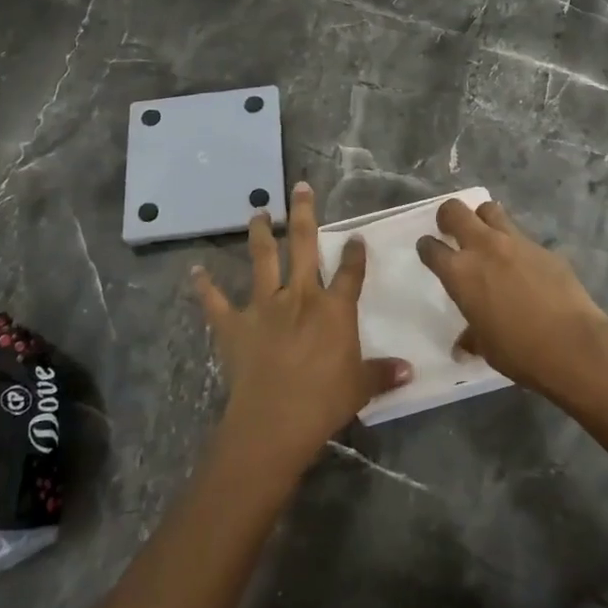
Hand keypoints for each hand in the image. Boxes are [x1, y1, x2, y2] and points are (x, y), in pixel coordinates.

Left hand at [192, 182, 411, 471]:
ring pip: (263, 259)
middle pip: (304, 245)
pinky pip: (216, 301)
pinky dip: (205, 286)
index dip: (354, 253)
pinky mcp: (234, 324)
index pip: (350, 272)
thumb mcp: (362, 386)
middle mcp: (300, 296)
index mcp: (334, 308)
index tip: (356, 236)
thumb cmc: (325, 401)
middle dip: (303, 214)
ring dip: (261, 233)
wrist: (276, 419)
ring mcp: (264, 306)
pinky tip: (196, 271)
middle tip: (299, 188)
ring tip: (257, 212)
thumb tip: (410, 371)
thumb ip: (383, 373)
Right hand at [417, 197, 607, 397]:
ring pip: (490, 209)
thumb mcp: (486, 346)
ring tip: (486, 235)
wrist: (572, 345)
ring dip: (483, 219)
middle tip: (452, 230)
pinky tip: (523, 264)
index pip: (431, 248)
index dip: (427, 247)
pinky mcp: (543, 247)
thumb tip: (462, 346)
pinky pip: (521, 235)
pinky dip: (515, 244)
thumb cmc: (519, 351)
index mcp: (459, 273)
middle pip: (455, 211)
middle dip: (448, 216)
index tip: (429, 250)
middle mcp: (483, 248)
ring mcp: (515, 242)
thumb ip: (471, 336)